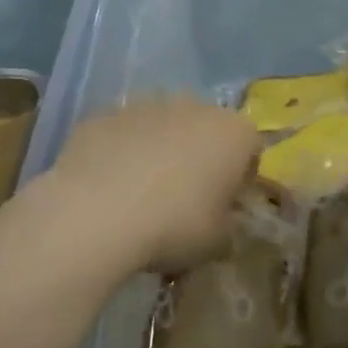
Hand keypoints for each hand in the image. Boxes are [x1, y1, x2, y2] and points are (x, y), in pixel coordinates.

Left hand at [44, 99, 260, 273]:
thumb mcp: (217, 242)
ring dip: (158, 151)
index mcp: (233, 132)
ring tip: (141, 196)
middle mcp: (194, 106)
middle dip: (199, 158)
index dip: (240, 178)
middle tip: (184, 200)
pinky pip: (122, 134)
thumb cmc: (174, 225)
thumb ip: (226, 225)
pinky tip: (107, 189)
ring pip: (161, 127)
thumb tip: (219, 221)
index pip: (250, 149)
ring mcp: (145, 105)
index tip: (225, 206)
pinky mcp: (104, 114)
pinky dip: (120, 153)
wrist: (96, 213)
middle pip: (205, 130)